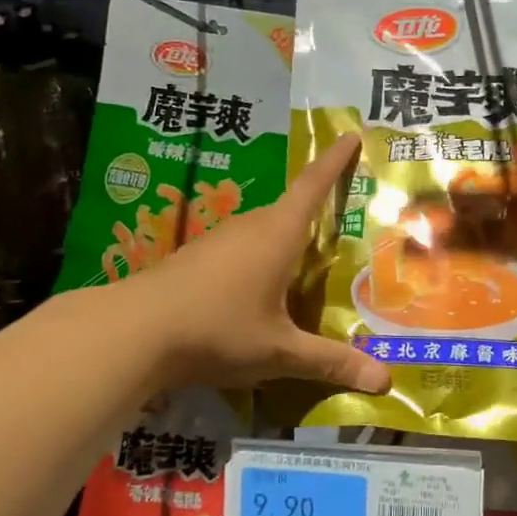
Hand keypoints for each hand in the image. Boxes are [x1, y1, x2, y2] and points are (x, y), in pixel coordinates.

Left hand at [114, 133, 392, 394]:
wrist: (131, 333)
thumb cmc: (217, 330)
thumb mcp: (280, 351)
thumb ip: (330, 362)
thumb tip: (385, 381)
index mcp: (278, 233)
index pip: (313, 185)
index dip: (334, 160)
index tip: (351, 134)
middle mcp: (250, 226)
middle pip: (290, 208)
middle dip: (317, 209)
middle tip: (344, 220)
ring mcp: (218, 240)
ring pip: (263, 230)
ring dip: (285, 238)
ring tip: (307, 259)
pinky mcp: (194, 258)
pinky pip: (240, 248)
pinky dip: (259, 258)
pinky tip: (259, 288)